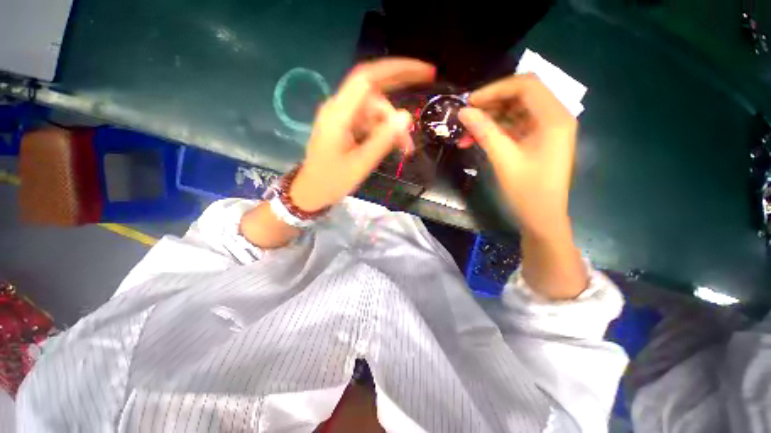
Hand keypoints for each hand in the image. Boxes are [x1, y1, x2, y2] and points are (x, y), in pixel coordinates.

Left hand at [290, 58, 435, 211]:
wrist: (312, 192)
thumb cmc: (332, 181)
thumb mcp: (361, 164)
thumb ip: (383, 140)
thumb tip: (406, 117)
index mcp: (339, 114)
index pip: (369, 78)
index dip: (397, 69)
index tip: (425, 73)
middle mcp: (339, 109)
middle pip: (374, 93)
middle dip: (398, 102)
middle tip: (421, 108)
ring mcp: (341, 117)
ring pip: (374, 111)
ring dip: (391, 126)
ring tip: (406, 149)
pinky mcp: (344, 126)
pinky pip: (369, 122)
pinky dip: (383, 131)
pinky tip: (394, 145)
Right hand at [459, 73, 577, 238]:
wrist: (541, 217)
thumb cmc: (527, 191)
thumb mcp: (504, 159)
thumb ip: (484, 132)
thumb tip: (463, 112)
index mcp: (554, 118)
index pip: (525, 86)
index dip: (495, 90)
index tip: (469, 103)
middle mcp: (554, 117)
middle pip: (520, 95)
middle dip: (490, 104)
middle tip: (465, 117)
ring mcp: (546, 128)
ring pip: (514, 111)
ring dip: (489, 119)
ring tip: (466, 133)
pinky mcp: (537, 139)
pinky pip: (513, 126)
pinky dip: (494, 130)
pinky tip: (476, 139)